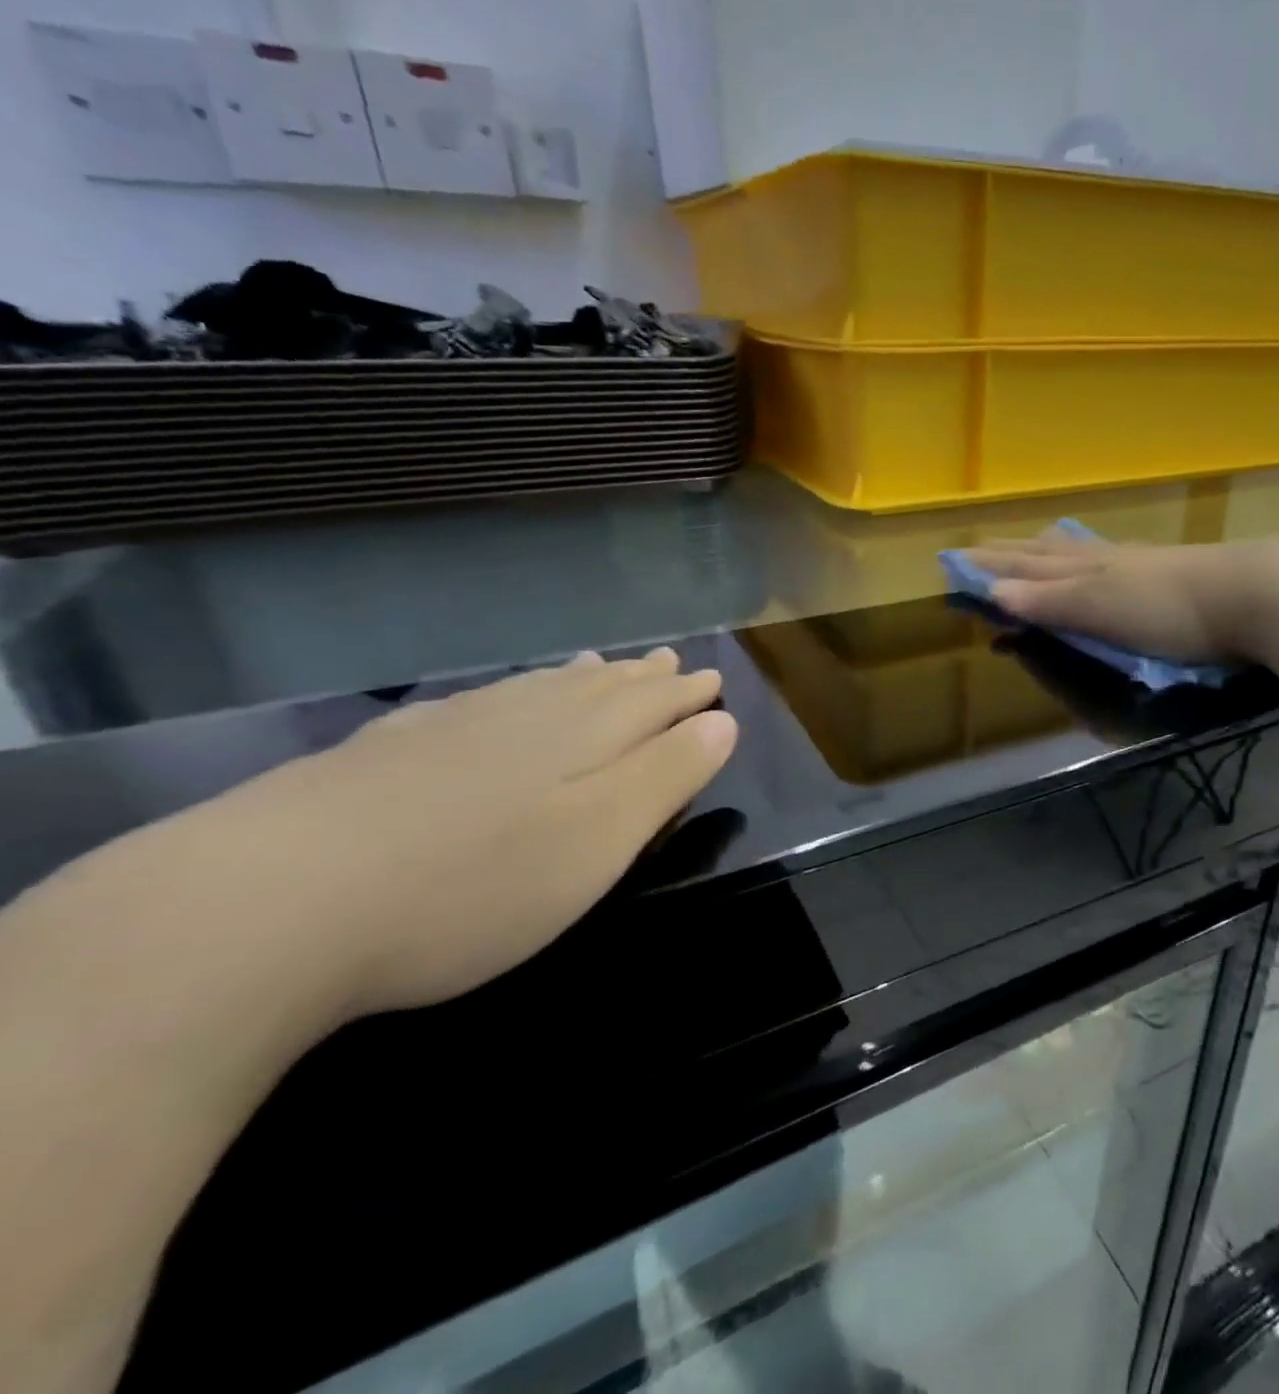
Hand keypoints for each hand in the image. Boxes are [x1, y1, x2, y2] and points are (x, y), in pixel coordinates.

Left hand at [47, 648, 735, 1023]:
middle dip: (642, 678)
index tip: (714, 680)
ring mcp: (450, 729)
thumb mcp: (600, 841)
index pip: (653, 705)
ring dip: (580, 677)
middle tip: (670, 661)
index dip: (689, 696)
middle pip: (598, 688)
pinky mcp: (387, 752)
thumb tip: (721, 722)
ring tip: (602, 663)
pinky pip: (474, 703)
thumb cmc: (475, 885)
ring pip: (535, 689)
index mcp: (582, 739)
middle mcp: (523, 718)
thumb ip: (667, 777)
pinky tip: (495, 698)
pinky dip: (506, 694)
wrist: (270, 904)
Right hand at [965, 535, 1277, 663]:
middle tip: (980, 549)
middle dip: (1010, 554)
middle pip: (1046, 554)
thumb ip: (1050, 602)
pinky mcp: (1163, 573)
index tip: (956, 561)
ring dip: (1044, 553)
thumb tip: (993, 591)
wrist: (1251, 594)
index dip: (990, 566)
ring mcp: (1134, 563)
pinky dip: (1083, 560)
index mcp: (1083, 571)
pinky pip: (1105, 561)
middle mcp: (1102, 560)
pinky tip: (1096, 559)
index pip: (1024, 566)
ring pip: (1076, 554)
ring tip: (1029, 547)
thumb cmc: (1167, 609)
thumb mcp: (1100, 609)